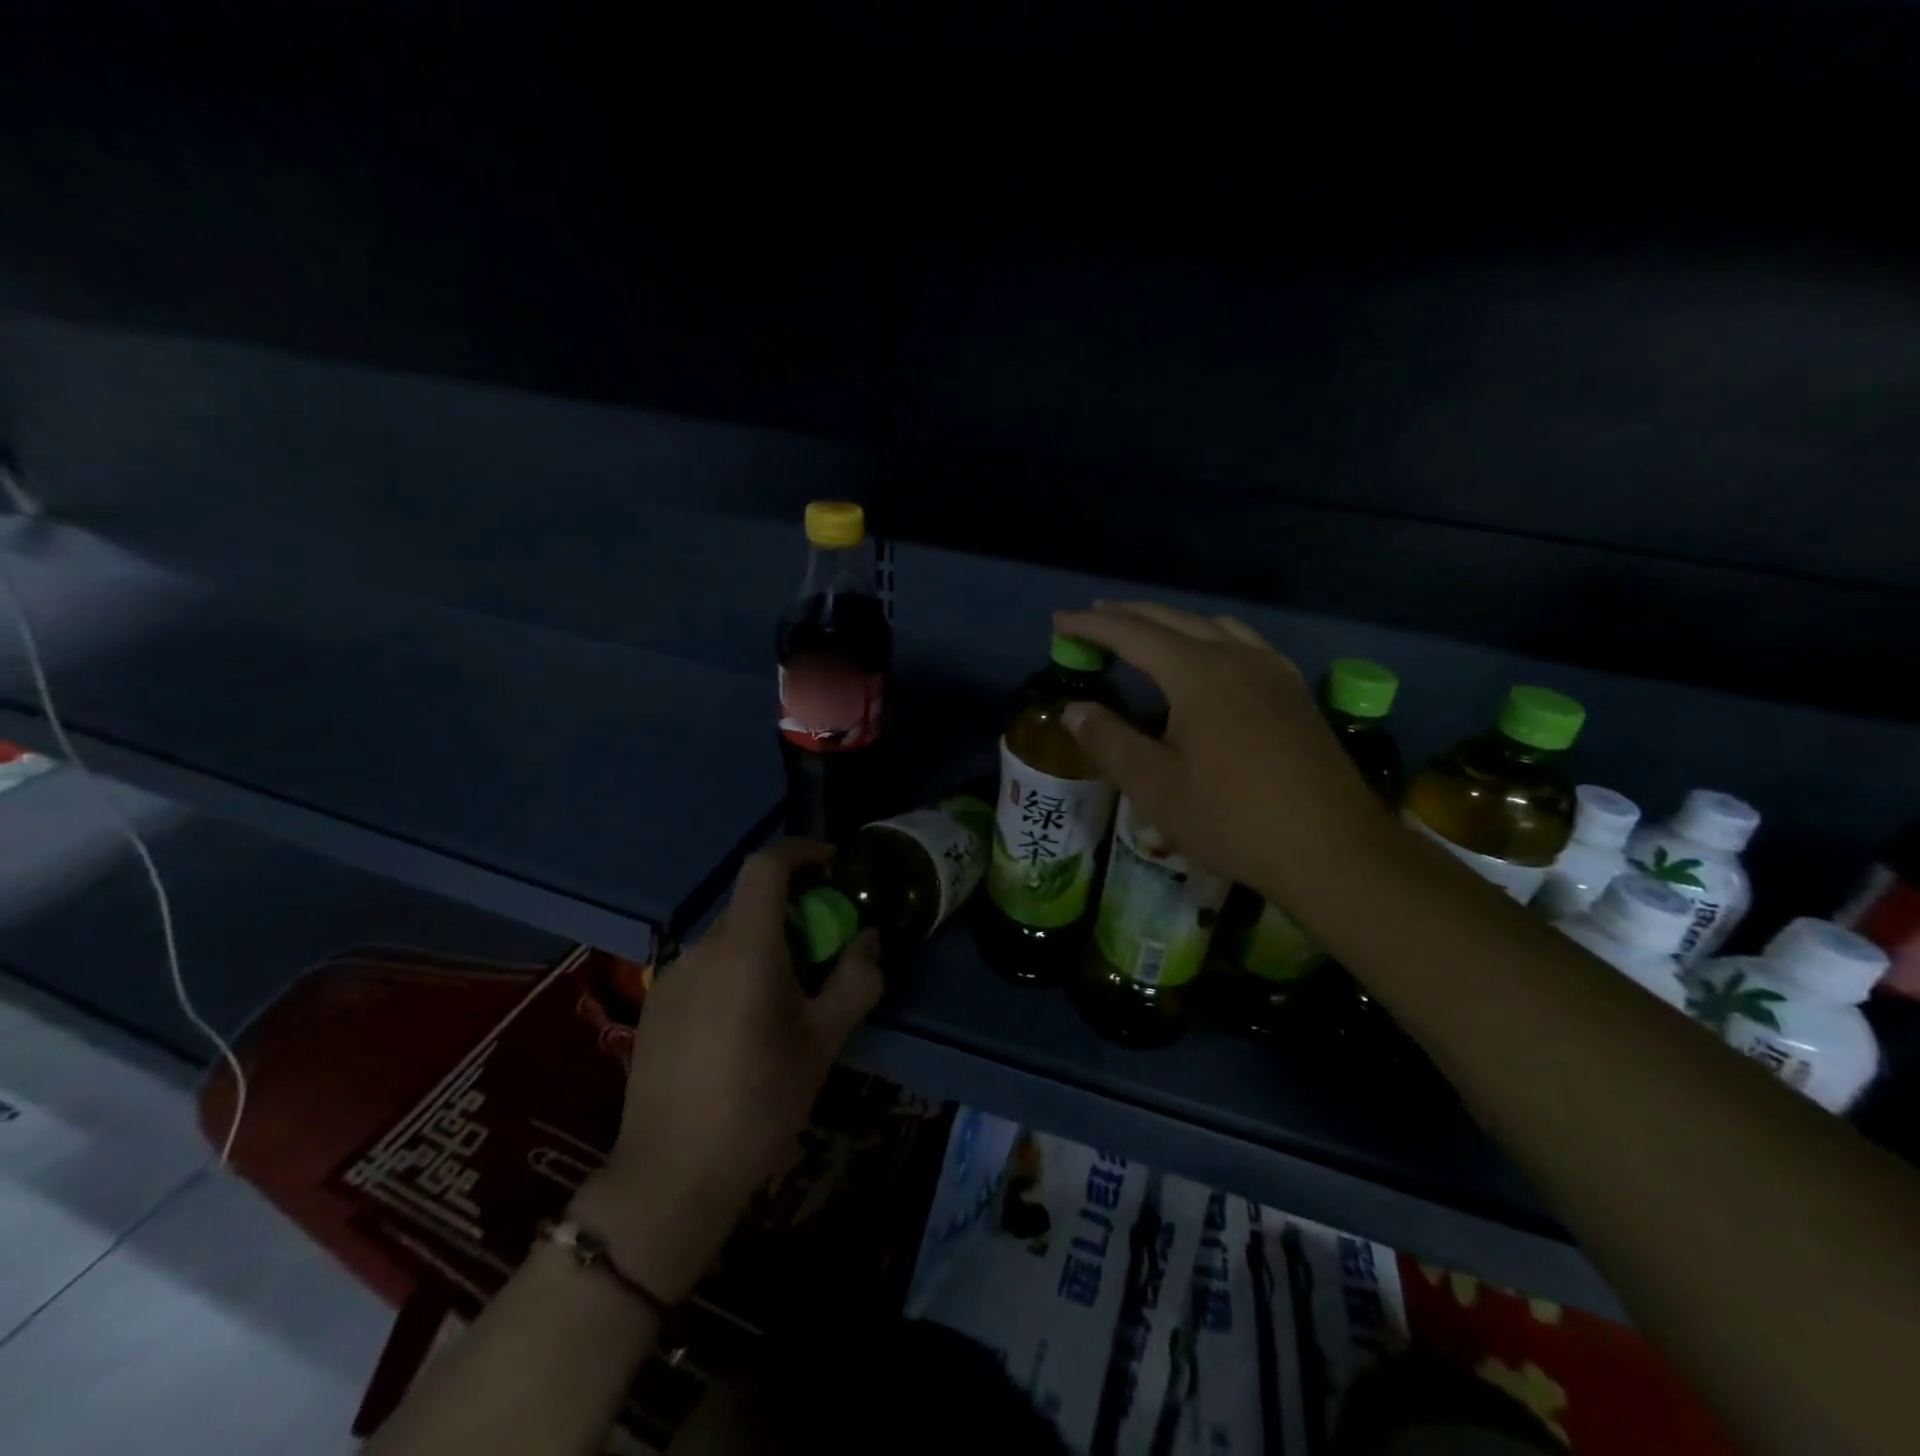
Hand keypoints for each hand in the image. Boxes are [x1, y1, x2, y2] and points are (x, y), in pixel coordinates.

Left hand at [572, 839, 882, 1301]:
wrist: (670, 1178)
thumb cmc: (759, 1105)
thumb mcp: (823, 1043)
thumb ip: (855, 980)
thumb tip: (870, 939)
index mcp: (745, 949)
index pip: (766, 866)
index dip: (802, 852)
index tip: (834, 867)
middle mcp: (701, 949)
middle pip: (752, 904)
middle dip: (795, 910)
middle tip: (825, 950)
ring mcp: (671, 976)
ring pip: (730, 938)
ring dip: (766, 945)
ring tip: (789, 998)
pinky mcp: (656, 1005)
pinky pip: (706, 966)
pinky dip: (737, 970)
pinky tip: (746, 1025)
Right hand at [1053, 602, 1390, 900]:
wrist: (1333, 850)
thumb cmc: (1233, 819)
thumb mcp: (1155, 786)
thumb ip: (1109, 741)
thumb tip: (1074, 710)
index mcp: (1199, 674)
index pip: (1133, 633)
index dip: (1092, 625)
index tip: (1059, 621)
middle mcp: (1238, 657)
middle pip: (1174, 619)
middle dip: (1128, 615)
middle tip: (1092, 617)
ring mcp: (1274, 671)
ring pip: (1214, 626)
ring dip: (1171, 623)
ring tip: (1145, 633)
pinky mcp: (1295, 692)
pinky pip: (1244, 644)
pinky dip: (1210, 637)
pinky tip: (1210, 659)